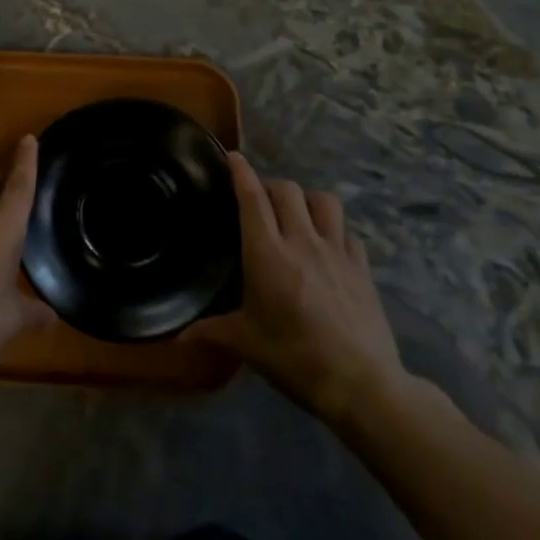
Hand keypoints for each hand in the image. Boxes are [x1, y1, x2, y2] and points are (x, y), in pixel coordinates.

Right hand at [186, 153, 410, 420]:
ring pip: (324, 201)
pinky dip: (335, 229)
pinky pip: (348, 231)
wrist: (360, 383)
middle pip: (287, 190)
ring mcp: (336, 250)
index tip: (233, 156)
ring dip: (307, 200)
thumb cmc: (294, 358)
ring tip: (297, 215)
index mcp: (266, 253)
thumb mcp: (247, 344)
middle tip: (260, 202)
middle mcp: (301, 240)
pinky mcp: (363, 266)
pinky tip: (329, 246)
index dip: (241, 172)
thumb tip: (177, 338)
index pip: (251, 197)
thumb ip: (211, 331)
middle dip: (270, 187)